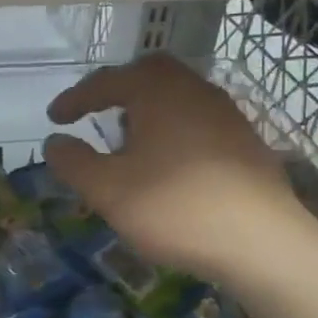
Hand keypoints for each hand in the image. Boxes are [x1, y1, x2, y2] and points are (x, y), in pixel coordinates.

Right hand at [43, 55, 316, 283]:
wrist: (263, 243)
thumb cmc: (175, 208)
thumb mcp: (107, 190)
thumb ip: (74, 163)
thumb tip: (55, 142)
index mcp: (158, 92)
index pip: (107, 81)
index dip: (76, 98)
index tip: (54, 118)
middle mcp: (195, 91)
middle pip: (150, 74)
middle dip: (118, 90)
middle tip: (96, 113)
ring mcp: (227, 116)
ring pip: (178, 97)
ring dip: (147, 111)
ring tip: (128, 141)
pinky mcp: (246, 143)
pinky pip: (198, 121)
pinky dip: (173, 131)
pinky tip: (167, 164)